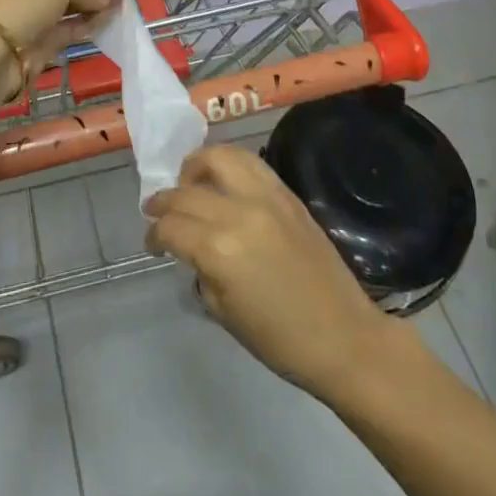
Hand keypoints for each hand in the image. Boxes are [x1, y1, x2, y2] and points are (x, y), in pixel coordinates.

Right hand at [144, 144, 394, 399]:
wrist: (343, 336)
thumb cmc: (279, 339)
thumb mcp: (223, 312)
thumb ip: (200, 270)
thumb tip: (191, 249)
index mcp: (219, 250)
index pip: (171, 227)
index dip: (153, 235)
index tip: (152, 244)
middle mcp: (239, 212)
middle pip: (187, 192)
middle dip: (164, 201)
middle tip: (156, 211)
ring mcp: (266, 197)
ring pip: (219, 157)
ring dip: (195, 166)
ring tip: (188, 181)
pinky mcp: (287, 194)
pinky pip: (250, 163)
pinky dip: (228, 164)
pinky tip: (221, 180)